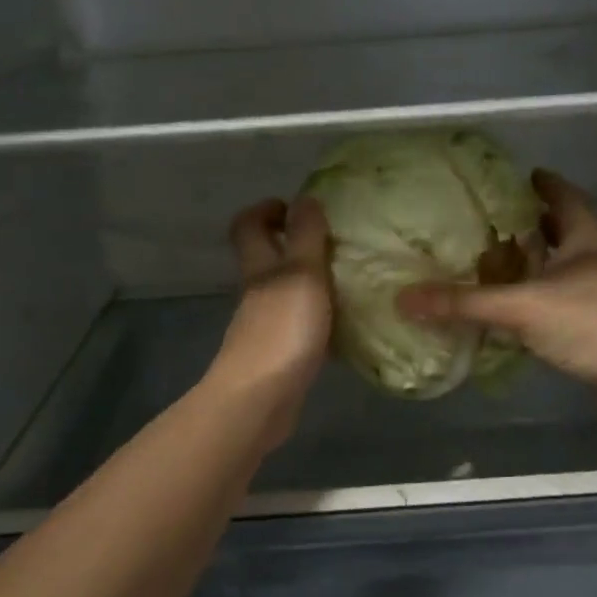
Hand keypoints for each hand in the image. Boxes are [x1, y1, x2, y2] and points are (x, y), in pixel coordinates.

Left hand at [211, 195, 331, 448]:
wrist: (260, 399)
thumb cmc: (282, 330)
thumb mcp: (301, 275)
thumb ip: (306, 237)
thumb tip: (305, 197)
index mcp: (259, 268)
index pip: (248, 226)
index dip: (266, 210)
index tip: (295, 206)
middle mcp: (257, 293)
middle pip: (265, 258)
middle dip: (292, 243)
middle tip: (333, 241)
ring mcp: (265, 325)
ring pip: (284, 292)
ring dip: (310, 281)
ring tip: (349, 279)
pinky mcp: (279, 355)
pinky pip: (299, 325)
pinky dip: (318, 318)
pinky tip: (345, 324)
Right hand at [397, 170, 596, 402]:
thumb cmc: (588, 323)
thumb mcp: (520, 307)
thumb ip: (464, 304)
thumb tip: (404, 299)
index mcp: (588, 237)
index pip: (565, 196)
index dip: (544, 184)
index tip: (522, 176)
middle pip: (566, 230)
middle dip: (536, 224)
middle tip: (499, 221)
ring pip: (567, 266)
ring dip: (540, 262)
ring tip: (504, 261)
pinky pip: (566, 298)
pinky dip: (543, 295)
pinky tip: (521, 307)